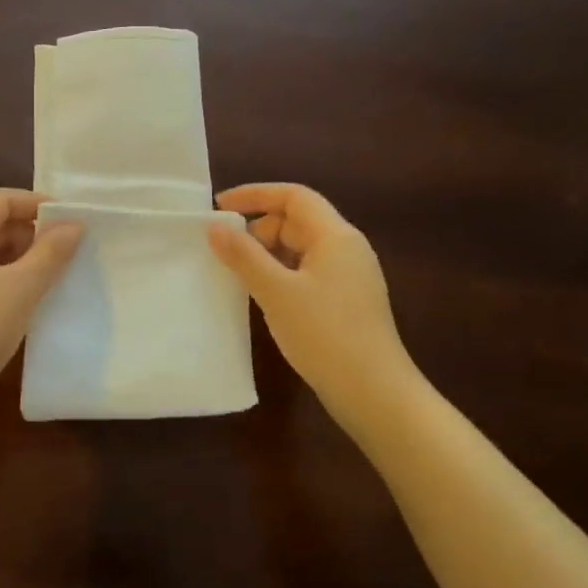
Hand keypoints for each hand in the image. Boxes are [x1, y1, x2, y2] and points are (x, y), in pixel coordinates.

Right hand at [207, 183, 412, 406]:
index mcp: (336, 236)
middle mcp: (347, 249)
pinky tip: (263, 297)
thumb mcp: (276, 292)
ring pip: (301, 250)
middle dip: (258, 229)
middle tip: (225, 251)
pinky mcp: (346, 302)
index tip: (219, 206)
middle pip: (297, 222)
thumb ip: (243, 255)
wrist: (373, 391)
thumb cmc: (324, 334)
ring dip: (267, 254)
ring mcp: (349, 277)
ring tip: (237, 274)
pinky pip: (307, 273)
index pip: (294, 196)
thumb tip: (214, 226)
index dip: (255, 195)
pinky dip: (281, 275)